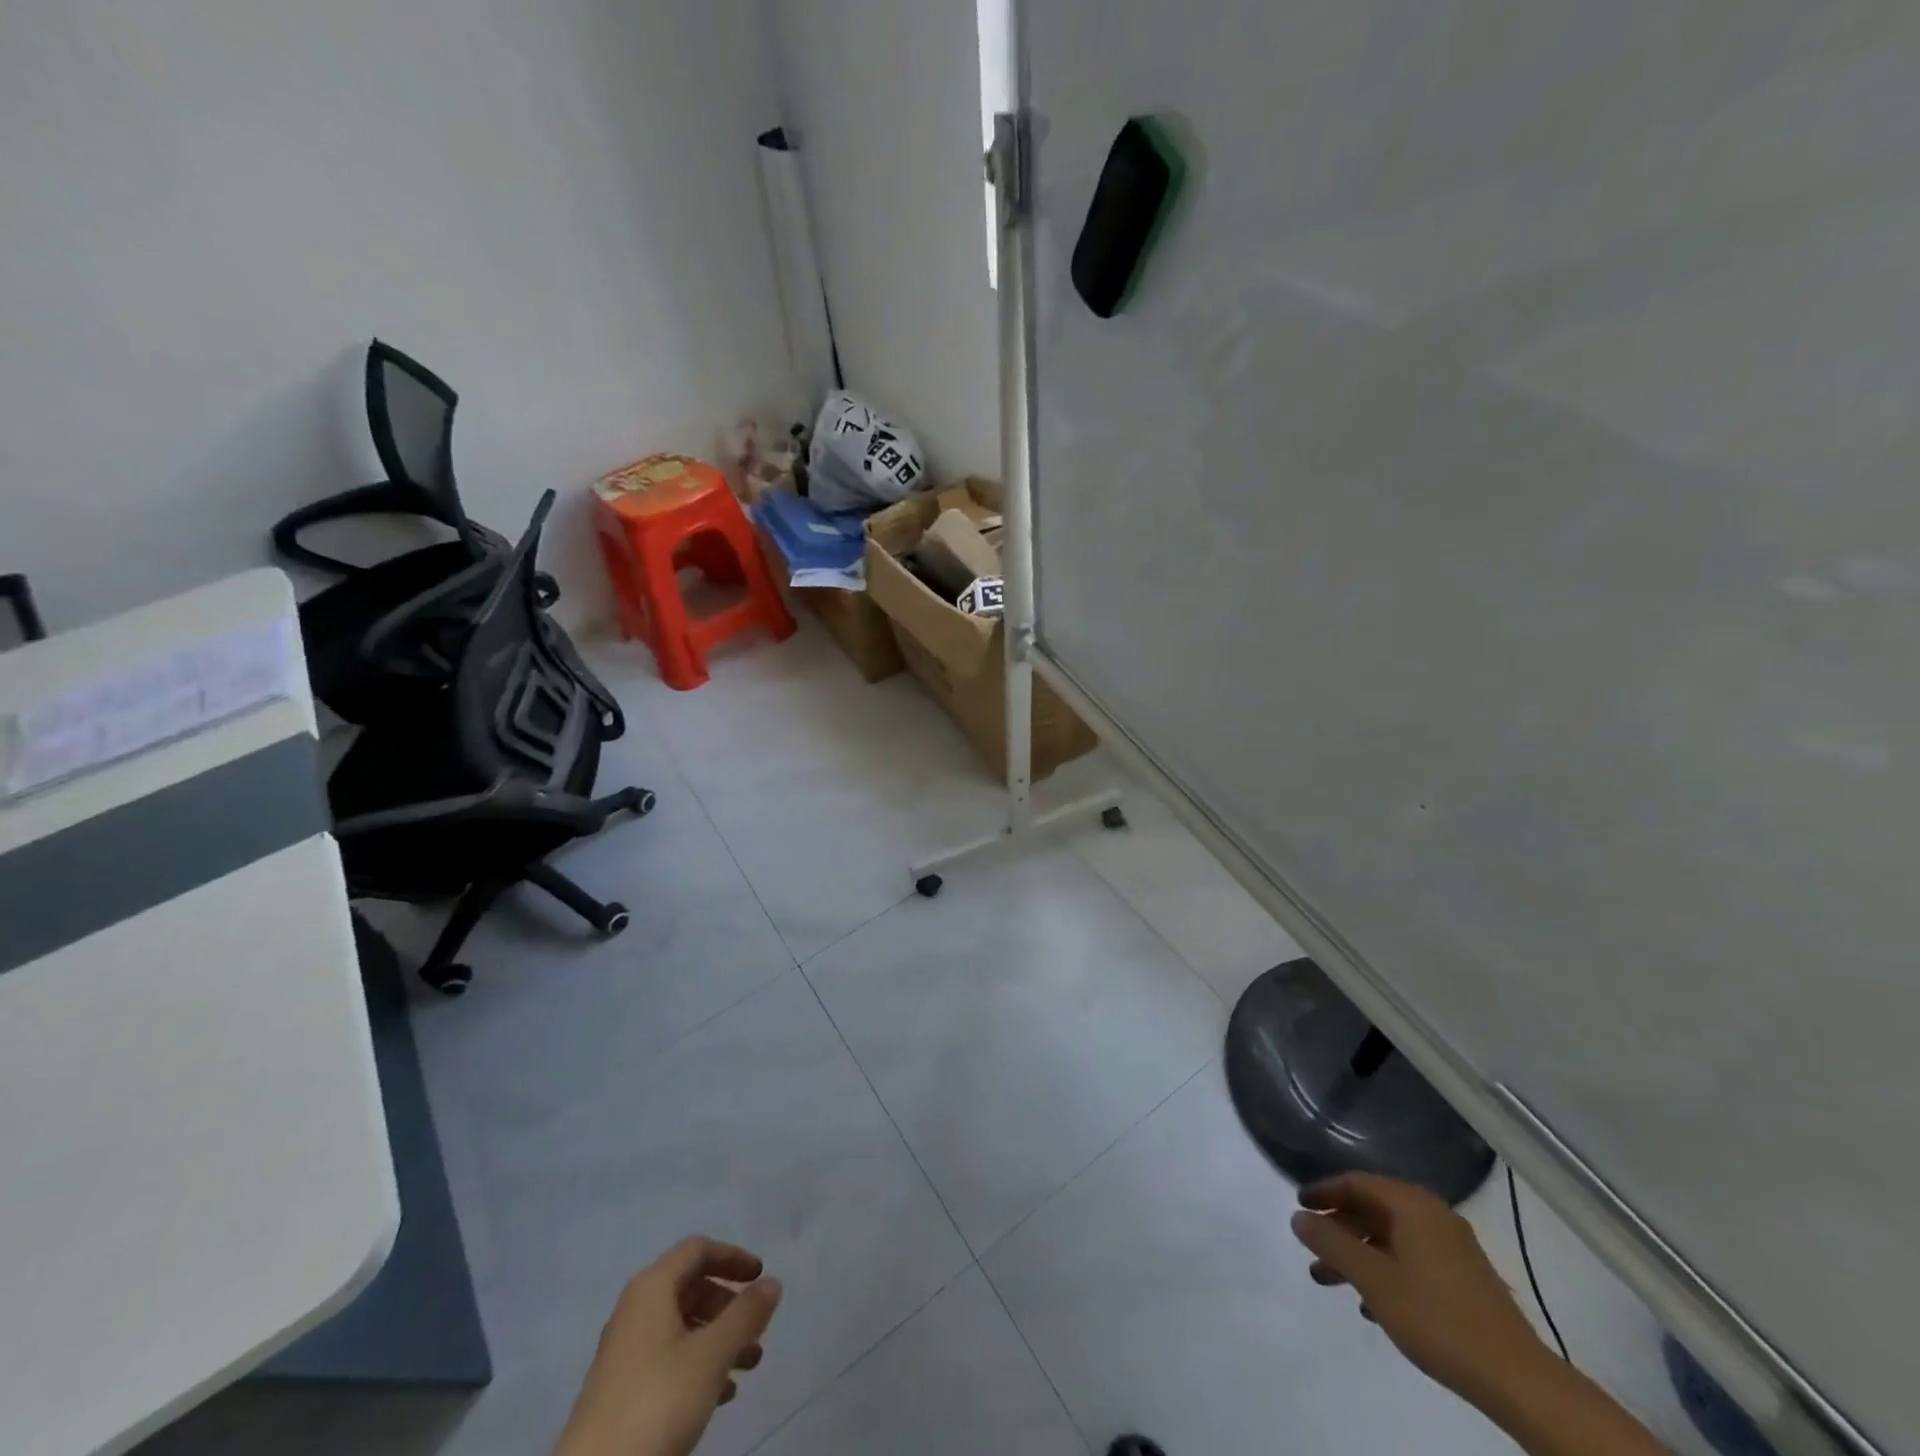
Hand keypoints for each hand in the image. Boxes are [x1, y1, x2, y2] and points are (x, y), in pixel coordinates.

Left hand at [552, 1237, 782, 1455]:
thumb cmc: (658, 1400)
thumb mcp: (712, 1355)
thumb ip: (746, 1315)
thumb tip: (772, 1282)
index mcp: (652, 1288)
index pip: (698, 1250)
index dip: (732, 1256)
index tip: (760, 1275)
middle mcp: (635, 1310)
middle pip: (691, 1287)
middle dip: (729, 1305)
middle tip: (757, 1329)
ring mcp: (625, 1351)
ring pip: (682, 1326)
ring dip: (719, 1338)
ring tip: (749, 1366)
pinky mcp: (621, 1389)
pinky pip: (669, 1357)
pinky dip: (699, 1363)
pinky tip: (721, 1394)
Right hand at [1291, 1173, 1549, 1406]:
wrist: (1516, 1378)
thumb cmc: (1436, 1316)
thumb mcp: (1372, 1278)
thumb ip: (1331, 1243)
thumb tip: (1298, 1216)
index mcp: (1412, 1205)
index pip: (1357, 1182)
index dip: (1324, 1191)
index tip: (1299, 1206)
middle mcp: (1434, 1216)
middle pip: (1374, 1210)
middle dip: (1339, 1229)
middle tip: (1312, 1249)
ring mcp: (1453, 1248)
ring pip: (1392, 1238)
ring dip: (1359, 1254)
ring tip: (1331, 1281)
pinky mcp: (1465, 1279)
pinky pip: (1412, 1259)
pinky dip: (1385, 1271)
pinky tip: (1373, 1304)